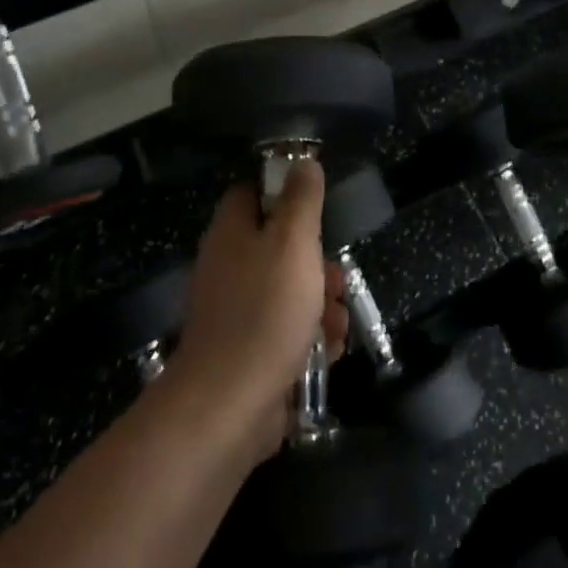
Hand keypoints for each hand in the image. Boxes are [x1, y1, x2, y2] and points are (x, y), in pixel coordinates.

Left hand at [169, 159, 347, 457]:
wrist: (229, 405)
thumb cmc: (265, 311)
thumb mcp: (292, 243)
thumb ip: (301, 200)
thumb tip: (303, 162)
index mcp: (232, 234)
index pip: (252, 195)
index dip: (284, 195)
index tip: (317, 212)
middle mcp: (229, 267)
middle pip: (279, 247)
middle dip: (317, 263)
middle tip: (336, 279)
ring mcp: (237, 313)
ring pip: (289, 292)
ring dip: (321, 305)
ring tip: (337, 323)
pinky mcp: (249, 351)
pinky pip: (286, 332)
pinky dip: (310, 339)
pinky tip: (328, 352)